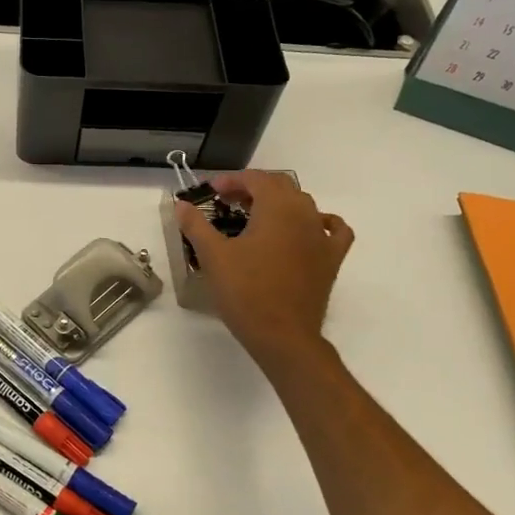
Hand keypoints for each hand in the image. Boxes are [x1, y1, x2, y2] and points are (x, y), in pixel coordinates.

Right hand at [174, 171, 353, 368]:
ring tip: (255, 217)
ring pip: (303, 204)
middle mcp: (305, 214)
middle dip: (253, 188)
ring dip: (279, 203)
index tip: (211, 191)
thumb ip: (196, 225)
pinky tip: (308, 229)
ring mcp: (322, 237)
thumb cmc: (245, 292)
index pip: (256, 179)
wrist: (283, 335)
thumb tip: (181, 204)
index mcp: (277, 208)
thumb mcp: (213, 256)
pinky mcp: (332, 259)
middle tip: (228, 201)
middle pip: (281, 186)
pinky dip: (320, 222)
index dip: (232, 180)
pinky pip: (333, 230)